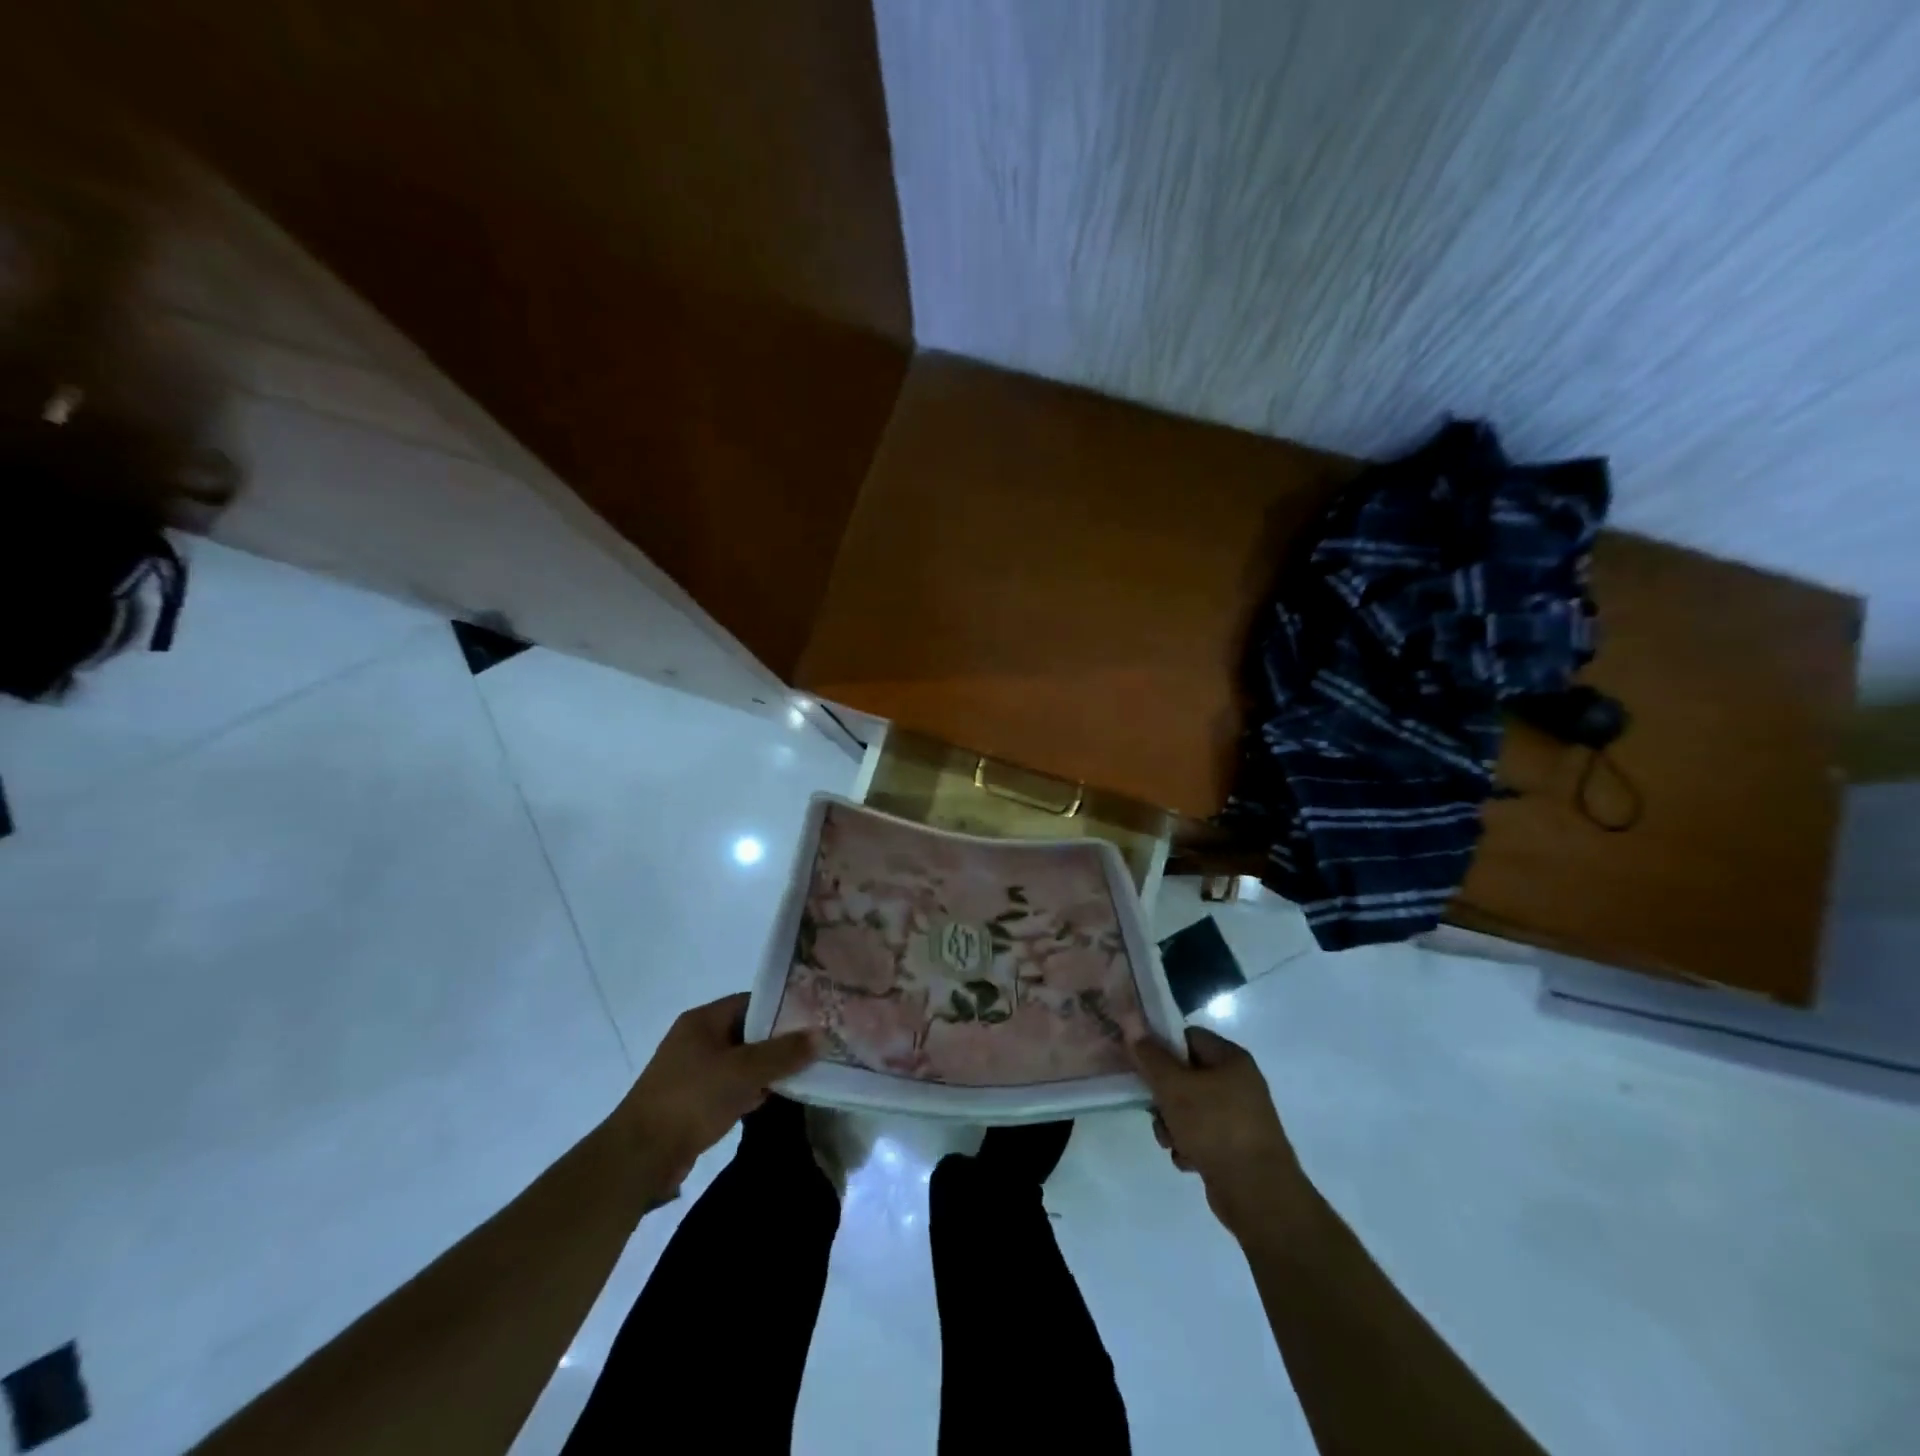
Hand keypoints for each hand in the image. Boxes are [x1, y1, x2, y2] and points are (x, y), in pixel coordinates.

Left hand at [611, 993, 818, 1196]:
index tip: (814, 1017)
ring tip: (805, 1071)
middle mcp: (697, 1040)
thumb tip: (821, 1035)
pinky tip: (775, 1098)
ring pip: (741, 1062)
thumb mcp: (743, 1071)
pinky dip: (751, 1091)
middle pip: (748, 1032)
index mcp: (703, 1021)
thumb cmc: (691, 1100)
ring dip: (767, 1069)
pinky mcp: (693, 1102)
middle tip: (815, 1045)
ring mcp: (693, 1072)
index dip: (783, 1007)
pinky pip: (731, 1087)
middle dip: (779, 1041)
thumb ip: (783, 1053)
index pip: (752, 1001)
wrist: (639, 1157)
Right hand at [1131, 1026, 1311, 1239]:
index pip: (1188, 1037)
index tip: (1141, 1064)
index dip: (1162, 1047)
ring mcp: (1239, 1117)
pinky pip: (1202, 1135)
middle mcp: (1239, 1083)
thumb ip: (1151, 1057)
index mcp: (1231, 1059)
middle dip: (1164, 1095)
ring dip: (1172, 1124)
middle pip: (1186, 1075)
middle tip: (1154, 1108)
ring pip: (1190, 1108)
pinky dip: (1189, 1145)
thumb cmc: (1215, 1127)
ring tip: (1170, 1141)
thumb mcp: (1174, 1087)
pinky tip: (1187, 1160)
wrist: (1258, 1194)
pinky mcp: (1236, 1147)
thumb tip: (1134, 1031)